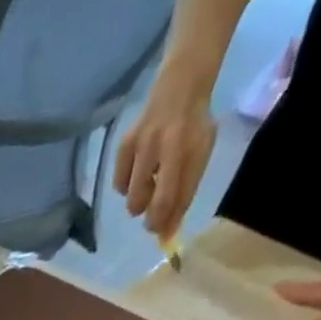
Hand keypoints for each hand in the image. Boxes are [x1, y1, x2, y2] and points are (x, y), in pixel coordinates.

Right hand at [113, 75, 217, 244]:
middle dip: (150, 218)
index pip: (174, 198)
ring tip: (148, 187)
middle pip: (148, 202)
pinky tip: (137, 175)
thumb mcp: (200, 154)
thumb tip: (168, 230)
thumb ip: (185, 190)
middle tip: (153, 216)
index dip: (167, 222)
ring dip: (139, 202)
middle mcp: (166, 145)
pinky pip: (120, 183)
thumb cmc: (193, 126)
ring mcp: (142, 144)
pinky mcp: (125, 145)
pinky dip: (126, 187)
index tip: (164, 234)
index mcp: (189, 148)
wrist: (180, 85)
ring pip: (133, 197)